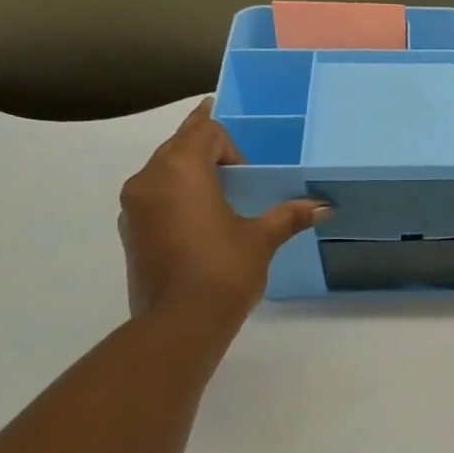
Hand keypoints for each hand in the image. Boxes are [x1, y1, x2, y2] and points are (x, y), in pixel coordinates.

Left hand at [119, 99, 326, 320]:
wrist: (180, 322)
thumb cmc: (224, 270)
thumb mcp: (261, 240)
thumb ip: (288, 216)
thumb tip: (324, 207)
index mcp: (180, 169)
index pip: (203, 130)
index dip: (230, 144)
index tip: (248, 173)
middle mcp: (148, 178)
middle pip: (179, 146)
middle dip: (208, 155)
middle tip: (237, 177)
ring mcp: (132, 206)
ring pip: (163, 173)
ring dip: (190, 178)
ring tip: (219, 205)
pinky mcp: (129, 231)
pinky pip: (154, 199)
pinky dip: (175, 201)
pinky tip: (199, 229)